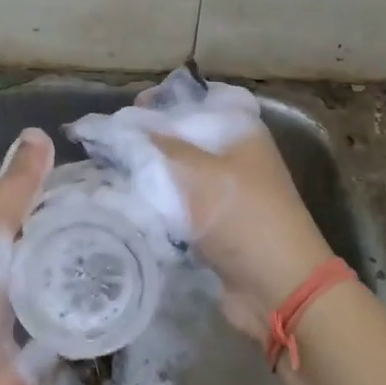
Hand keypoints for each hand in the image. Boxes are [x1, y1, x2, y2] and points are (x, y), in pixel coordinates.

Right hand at [91, 75, 333, 345]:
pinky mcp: (215, 224)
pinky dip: (157, 205)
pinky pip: (179, 205)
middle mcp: (233, 154)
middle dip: (147, 140)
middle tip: (108, 146)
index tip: (127, 111)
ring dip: (148, 175)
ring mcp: (225, 191)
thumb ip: (154, 146)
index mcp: (238, 130)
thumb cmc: (241, 216)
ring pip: (178, 173)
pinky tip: (126, 205)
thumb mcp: (196, 172)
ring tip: (107, 174)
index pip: (197, 98)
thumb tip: (114, 125)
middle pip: (183, 136)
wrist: (278, 286)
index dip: (163, 100)